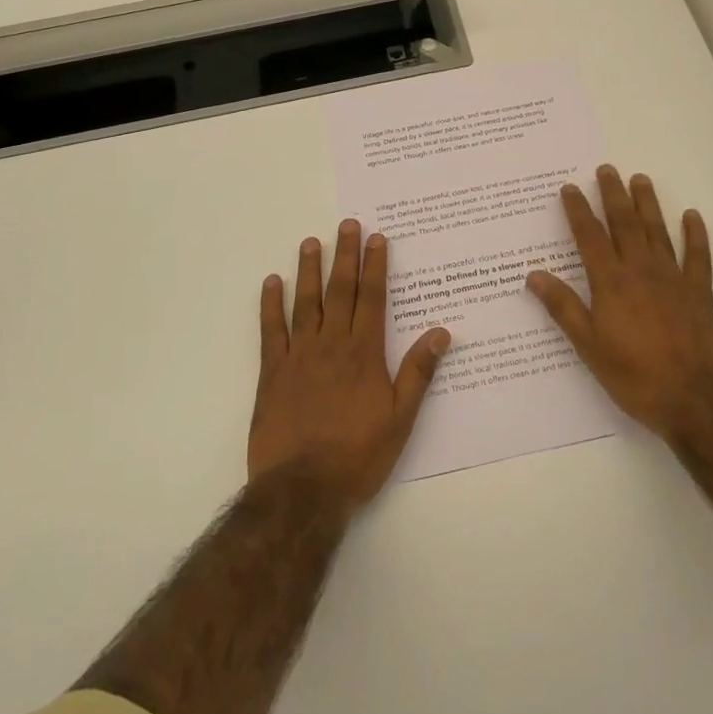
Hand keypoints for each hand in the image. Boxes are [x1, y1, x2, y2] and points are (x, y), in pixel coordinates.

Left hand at [250, 220, 449, 509]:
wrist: (303, 489)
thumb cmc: (358, 455)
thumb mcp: (401, 418)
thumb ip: (418, 372)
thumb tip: (441, 332)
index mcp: (364, 353)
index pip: (372, 298)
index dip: (375, 266)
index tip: (377, 238)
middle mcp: (332, 344)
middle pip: (340, 291)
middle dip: (345, 255)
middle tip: (347, 224)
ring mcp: (299, 355)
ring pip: (306, 302)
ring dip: (309, 270)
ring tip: (311, 242)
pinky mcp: (272, 372)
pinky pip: (271, 330)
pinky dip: (271, 304)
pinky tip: (272, 283)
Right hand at [526, 165, 712, 438]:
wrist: (696, 401)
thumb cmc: (635, 376)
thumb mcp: (589, 347)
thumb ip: (563, 307)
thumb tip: (534, 274)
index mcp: (611, 284)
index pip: (590, 238)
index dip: (578, 211)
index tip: (569, 188)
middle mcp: (641, 272)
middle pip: (624, 225)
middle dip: (613, 195)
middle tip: (606, 169)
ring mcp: (674, 280)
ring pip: (658, 232)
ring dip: (648, 204)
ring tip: (640, 179)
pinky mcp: (700, 294)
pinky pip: (698, 257)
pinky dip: (695, 235)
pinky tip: (692, 216)